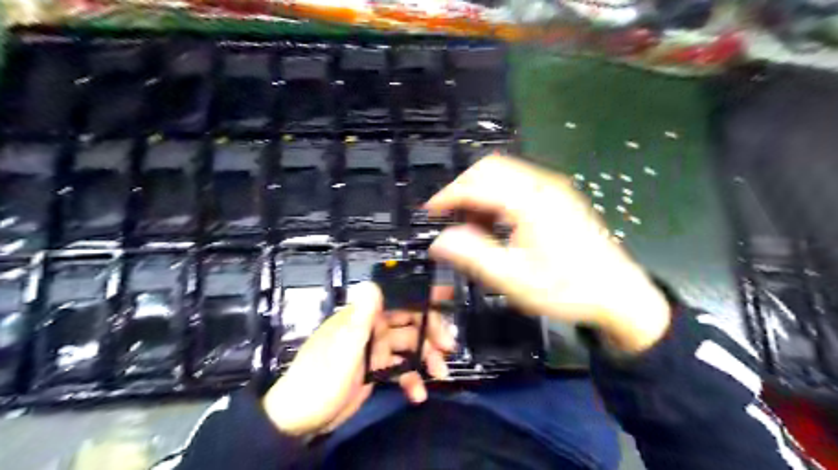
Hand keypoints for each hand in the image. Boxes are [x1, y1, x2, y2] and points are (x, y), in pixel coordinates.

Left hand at [262, 283, 454, 436]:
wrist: (298, 421)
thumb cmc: (319, 382)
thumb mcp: (342, 351)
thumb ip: (360, 320)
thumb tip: (373, 284)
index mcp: (362, 318)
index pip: (396, 300)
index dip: (420, 297)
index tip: (444, 300)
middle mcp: (370, 329)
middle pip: (408, 323)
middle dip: (430, 333)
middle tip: (448, 347)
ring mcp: (374, 350)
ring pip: (409, 346)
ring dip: (426, 358)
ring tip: (440, 374)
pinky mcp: (376, 370)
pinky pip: (400, 369)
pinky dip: (412, 379)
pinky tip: (418, 394)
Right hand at [427, 157, 672, 353]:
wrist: (618, 294)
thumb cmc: (566, 288)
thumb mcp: (514, 279)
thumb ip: (473, 256)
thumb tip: (439, 240)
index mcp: (530, 201)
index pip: (478, 183)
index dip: (448, 195)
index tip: (429, 212)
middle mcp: (542, 184)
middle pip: (490, 167)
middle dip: (463, 188)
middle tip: (447, 215)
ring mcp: (553, 188)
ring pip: (504, 173)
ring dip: (480, 192)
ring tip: (470, 224)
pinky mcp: (558, 196)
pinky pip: (518, 184)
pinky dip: (497, 196)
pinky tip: (495, 222)